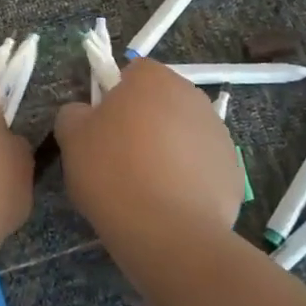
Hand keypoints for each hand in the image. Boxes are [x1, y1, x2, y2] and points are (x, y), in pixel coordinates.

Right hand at [52, 59, 241, 249]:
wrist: (169, 232)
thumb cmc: (114, 173)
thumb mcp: (72, 138)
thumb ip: (74, 114)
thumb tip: (85, 113)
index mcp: (153, 79)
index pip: (132, 73)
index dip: (115, 98)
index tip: (103, 129)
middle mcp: (192, 95)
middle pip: (161, 102)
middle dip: (145, 122)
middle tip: (121, 158)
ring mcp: (218, 132)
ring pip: (184, 133)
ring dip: (169, 149)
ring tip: (147, 187)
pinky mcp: (232, 169)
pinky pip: (202, 165)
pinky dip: (189, 178)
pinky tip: (172, 204)